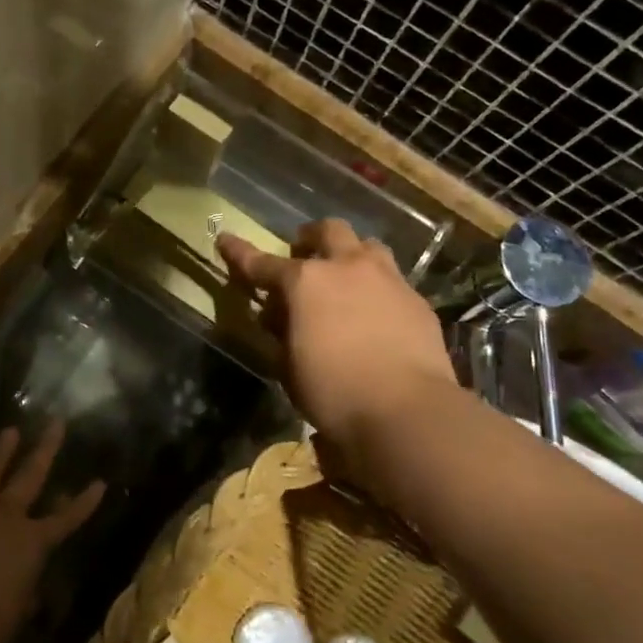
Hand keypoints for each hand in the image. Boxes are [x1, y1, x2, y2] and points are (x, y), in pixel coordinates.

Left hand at [0, 422, 104, 642]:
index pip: (67, 517)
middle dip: (45, 447)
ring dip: (0, 451)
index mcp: (32, 542)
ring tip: (9, 431)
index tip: (100, 481)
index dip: (85, 501)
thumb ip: (23, 587)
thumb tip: (22, 583)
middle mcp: (5, 516)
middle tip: (55, 422)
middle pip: (29, 473)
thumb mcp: (16, 609)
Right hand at [218, 219, 456, 488]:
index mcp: (305, 282)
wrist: (407, 411)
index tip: (225, 239)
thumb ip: (284, 333)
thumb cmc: (333, 391)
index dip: (239, 253)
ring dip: (351, 256)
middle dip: (311, 238)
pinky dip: (378, 289)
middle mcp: (347, 267)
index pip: (262, 262)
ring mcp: (388, 279)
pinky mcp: (417, 301)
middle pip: (328, 231)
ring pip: (368, 247)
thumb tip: (284, 319)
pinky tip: (376, 315)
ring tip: (345, 280)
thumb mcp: (290, 366)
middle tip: (303, 256)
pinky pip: (393, 281)